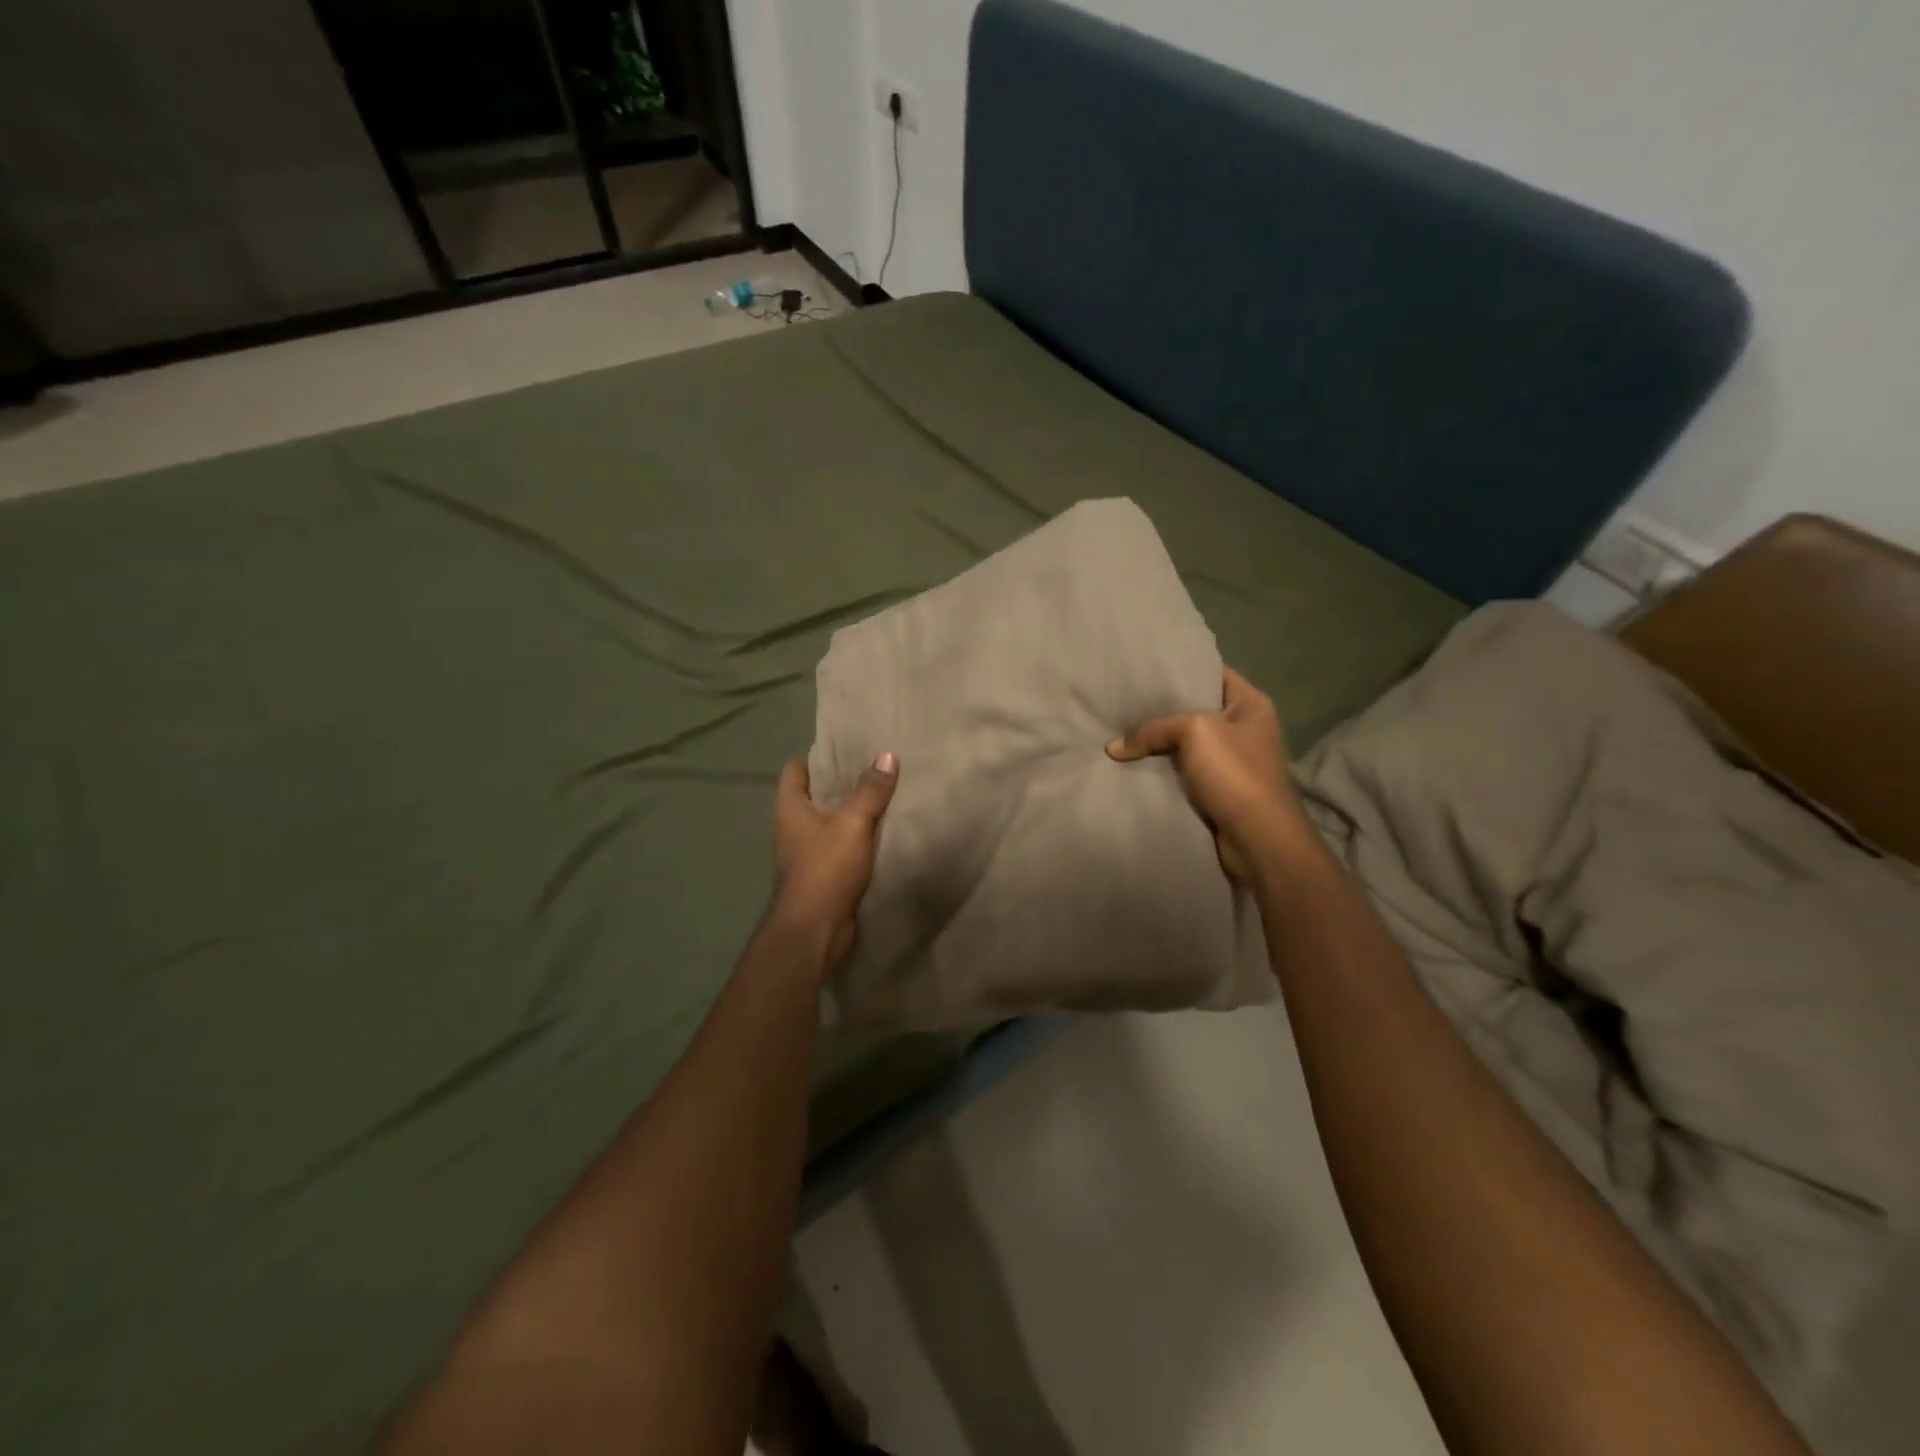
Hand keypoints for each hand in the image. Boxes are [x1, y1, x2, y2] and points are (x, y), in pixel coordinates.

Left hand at [772, 752, 898, 968]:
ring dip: (852, 814)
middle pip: (814, 796)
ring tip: (884, 797)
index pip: (795, 770)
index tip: (845, 748)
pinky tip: (883, 834)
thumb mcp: (852, 824)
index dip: (816, 757)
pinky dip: (858, 841)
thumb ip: (870, 791)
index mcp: (790, 809)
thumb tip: (886, 755)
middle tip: (874, 769)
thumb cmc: (825, 869)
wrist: (814, 931)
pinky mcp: (822, 876)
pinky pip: (841, 849)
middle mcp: (793, 828)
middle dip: (841, 784)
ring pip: (830, 824)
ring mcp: (806, 854)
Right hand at [1107, 668, 1310, 880]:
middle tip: (1123, 701)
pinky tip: (1133, 765)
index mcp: (1250, 704)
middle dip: (1161, 709)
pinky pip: (1184, 772)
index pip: (1212, 672)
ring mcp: (1233, 761)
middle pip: (1195, 709)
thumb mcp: (1194, 733)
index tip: (1144, 668)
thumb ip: (1153, 730)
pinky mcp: (1219, 790)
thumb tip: (1113, 747)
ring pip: (1186, 744)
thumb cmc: (1235, 773)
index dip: (1181, 668)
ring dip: (1159, 744)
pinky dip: (1162, 771)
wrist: (1258, 839)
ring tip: (1120, 731)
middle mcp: (1245, 728)